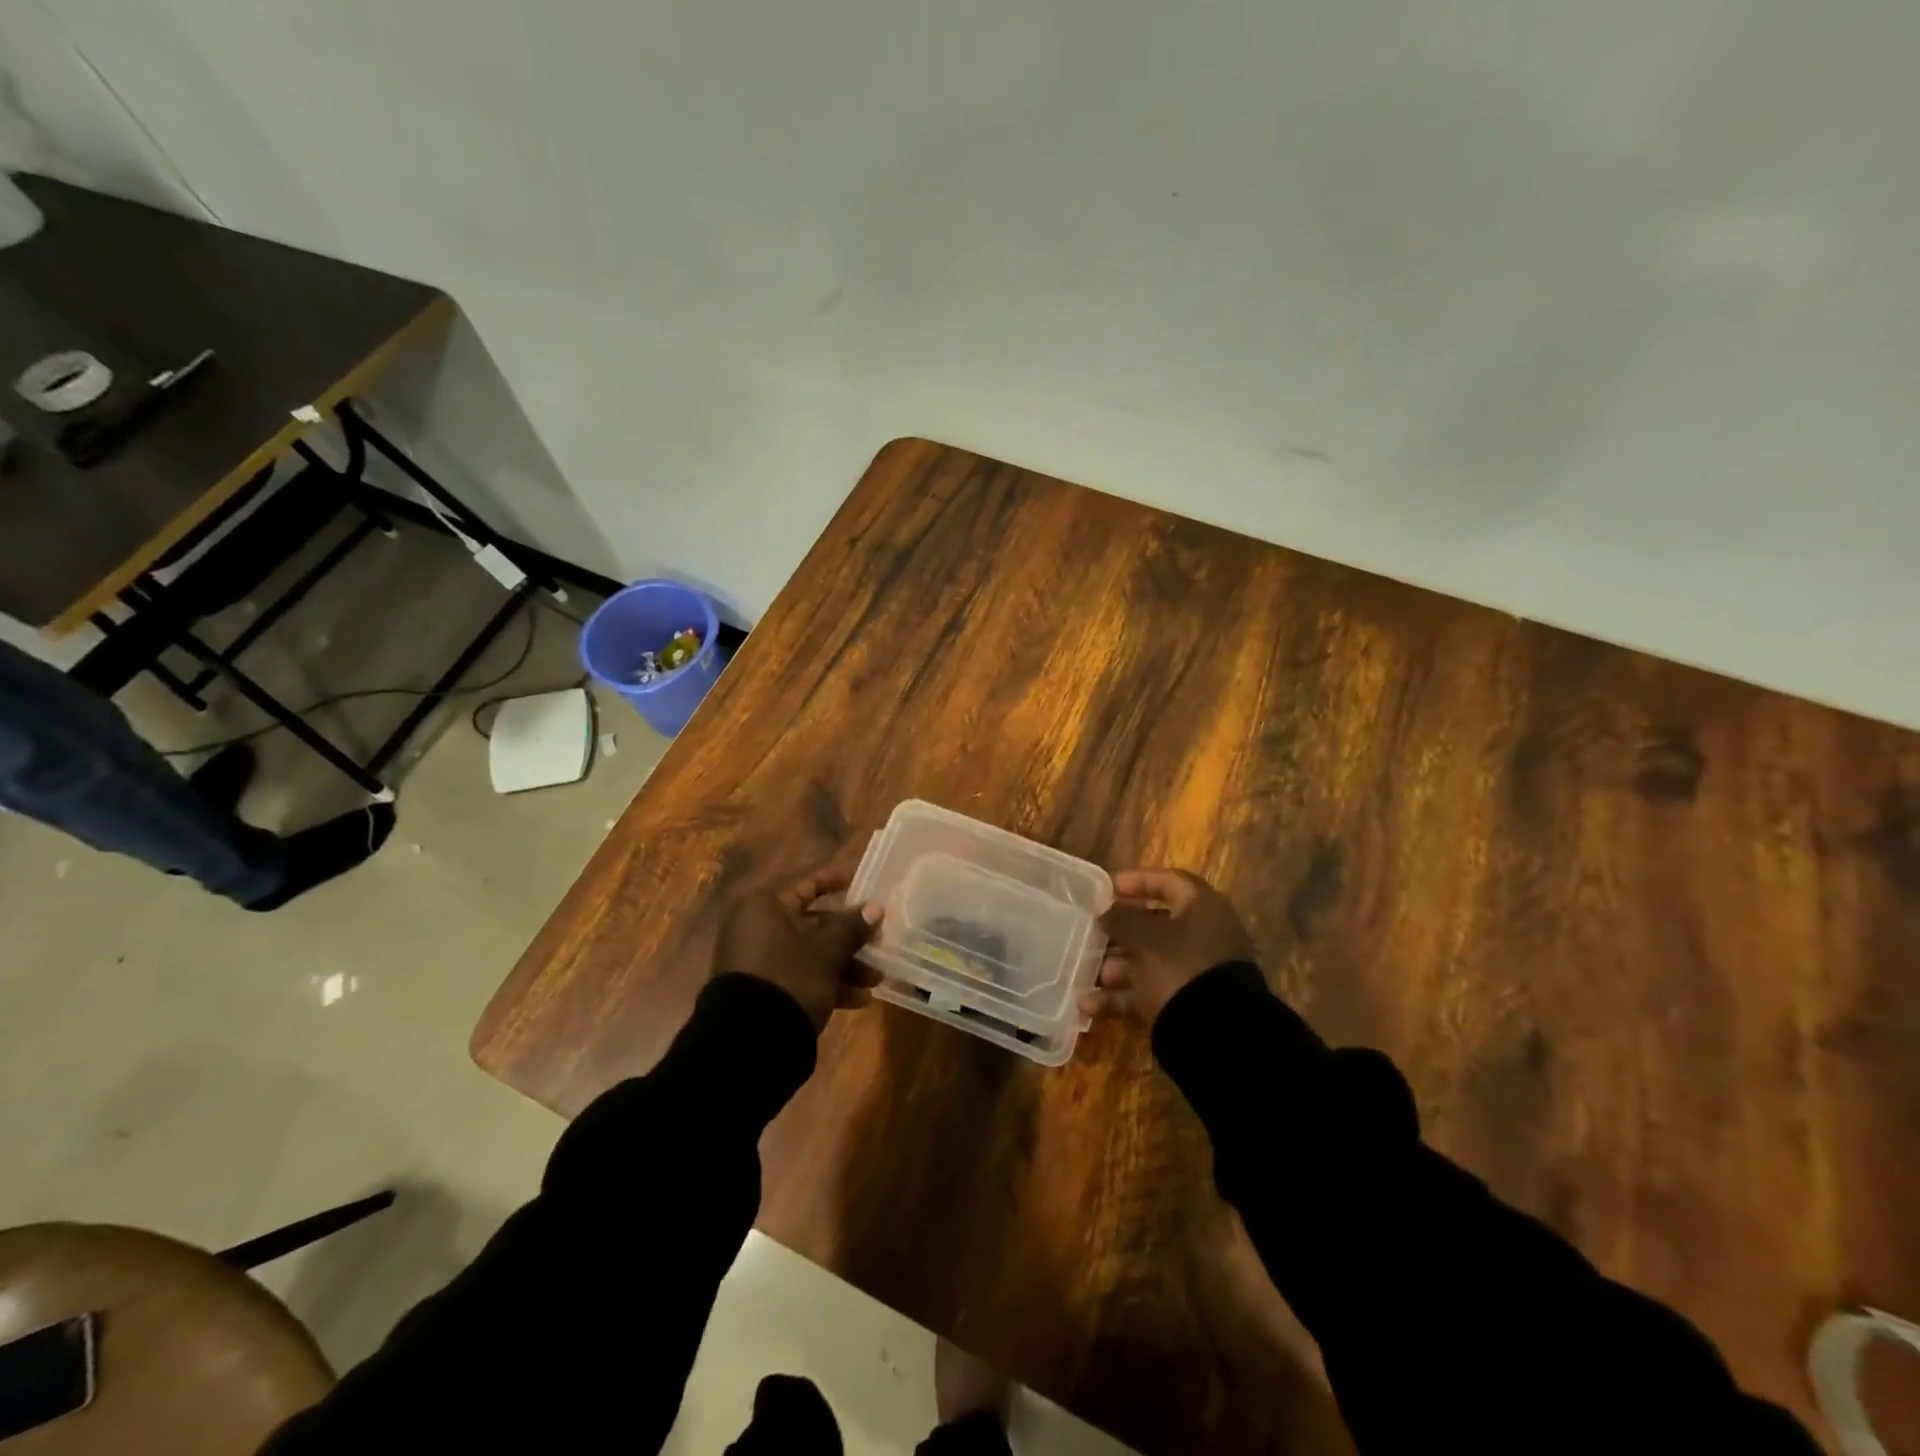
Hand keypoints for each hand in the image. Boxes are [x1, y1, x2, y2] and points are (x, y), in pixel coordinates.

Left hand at [715, 867, 881, 1030]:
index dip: (836, 881)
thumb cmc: (790, 977)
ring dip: (845, 965)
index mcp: (766, 907)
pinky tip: (858, 1000)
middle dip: (850, 937)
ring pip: (810, 953)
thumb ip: (852, 927)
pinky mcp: (763, 989)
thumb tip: (875, 907)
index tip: (862, 880)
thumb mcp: (827, 952)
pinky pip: (800, 976)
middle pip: (813, 924)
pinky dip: (827, 983)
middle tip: (880, 943)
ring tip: (875, 980)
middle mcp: (758, 928)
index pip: (807, 885)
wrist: (749, 1040)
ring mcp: (758, 960)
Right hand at [1081, 868, 1255, 1026]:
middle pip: (1156, 925)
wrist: (1218, 1036)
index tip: (1106, 889)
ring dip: (1116, 967)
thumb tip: (1106, 909)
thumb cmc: (1179, 968)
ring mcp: (1198, 972)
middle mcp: (1204, 936)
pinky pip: (1152, 991)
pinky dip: (1123, 997)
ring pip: (1150, 961)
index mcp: (1202, 908)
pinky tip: (1090, 1006)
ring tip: (1085, 975)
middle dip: (1119, 933)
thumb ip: (1120, 918)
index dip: (1137, 881)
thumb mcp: (1144, 938)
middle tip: (1090, 936)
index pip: (1169, 881)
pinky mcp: (1190, 1004)